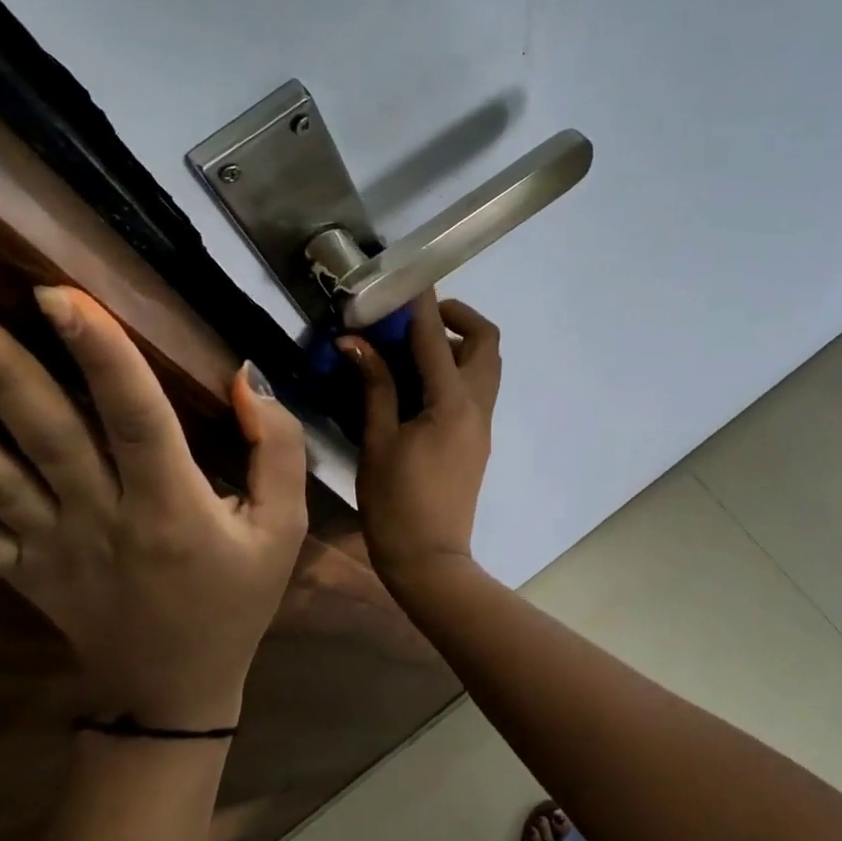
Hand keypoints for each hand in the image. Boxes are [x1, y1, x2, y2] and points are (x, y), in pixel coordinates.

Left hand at [0, 287, 307, 729]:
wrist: (174, 691)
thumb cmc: (236, 598)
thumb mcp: (284, 527)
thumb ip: (277, 449)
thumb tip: (245, 378)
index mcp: (172, 507)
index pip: (138, 420)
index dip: (102, 357)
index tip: (58, 294)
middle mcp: (102, 520)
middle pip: (46, 437)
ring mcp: (50, 548)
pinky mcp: (19, 572)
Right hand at [340, 293, 499, 588]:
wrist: (431, 561)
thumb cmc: (396, 504)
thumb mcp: (377, 443)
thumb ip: (373, 387)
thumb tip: (356, 343)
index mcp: (451, 403)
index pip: (436, 337)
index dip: (420, 303)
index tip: (405, 279)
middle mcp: (476, 405)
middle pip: (486, 341)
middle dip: (457, 316)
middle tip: (415, 319)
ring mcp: (482, 423)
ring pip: (486, 364)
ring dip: (458, 343)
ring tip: (412, 349)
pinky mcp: (478, 438)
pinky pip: (476, 388)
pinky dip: (455, 369)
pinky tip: (417, 384)